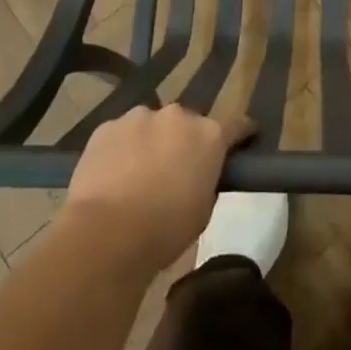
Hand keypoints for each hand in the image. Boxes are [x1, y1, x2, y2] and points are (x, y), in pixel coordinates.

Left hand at [64, 105, 252, 270]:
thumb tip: (197, 174)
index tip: (243, 140)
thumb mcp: (203, 210)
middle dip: (185, 141)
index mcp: (209, 136)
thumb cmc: (165, 230)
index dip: (241, 133)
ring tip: (138, 173)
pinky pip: (121, 134)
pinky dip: (121, 149)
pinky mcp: (107, 126)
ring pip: (151, 125)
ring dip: (151, 142)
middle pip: (187, 123)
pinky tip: (112, 174)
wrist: (107, 233)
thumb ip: (206, 181)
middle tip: (176, 169)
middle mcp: (178, 116)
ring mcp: (139, 117)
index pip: (237, 125)